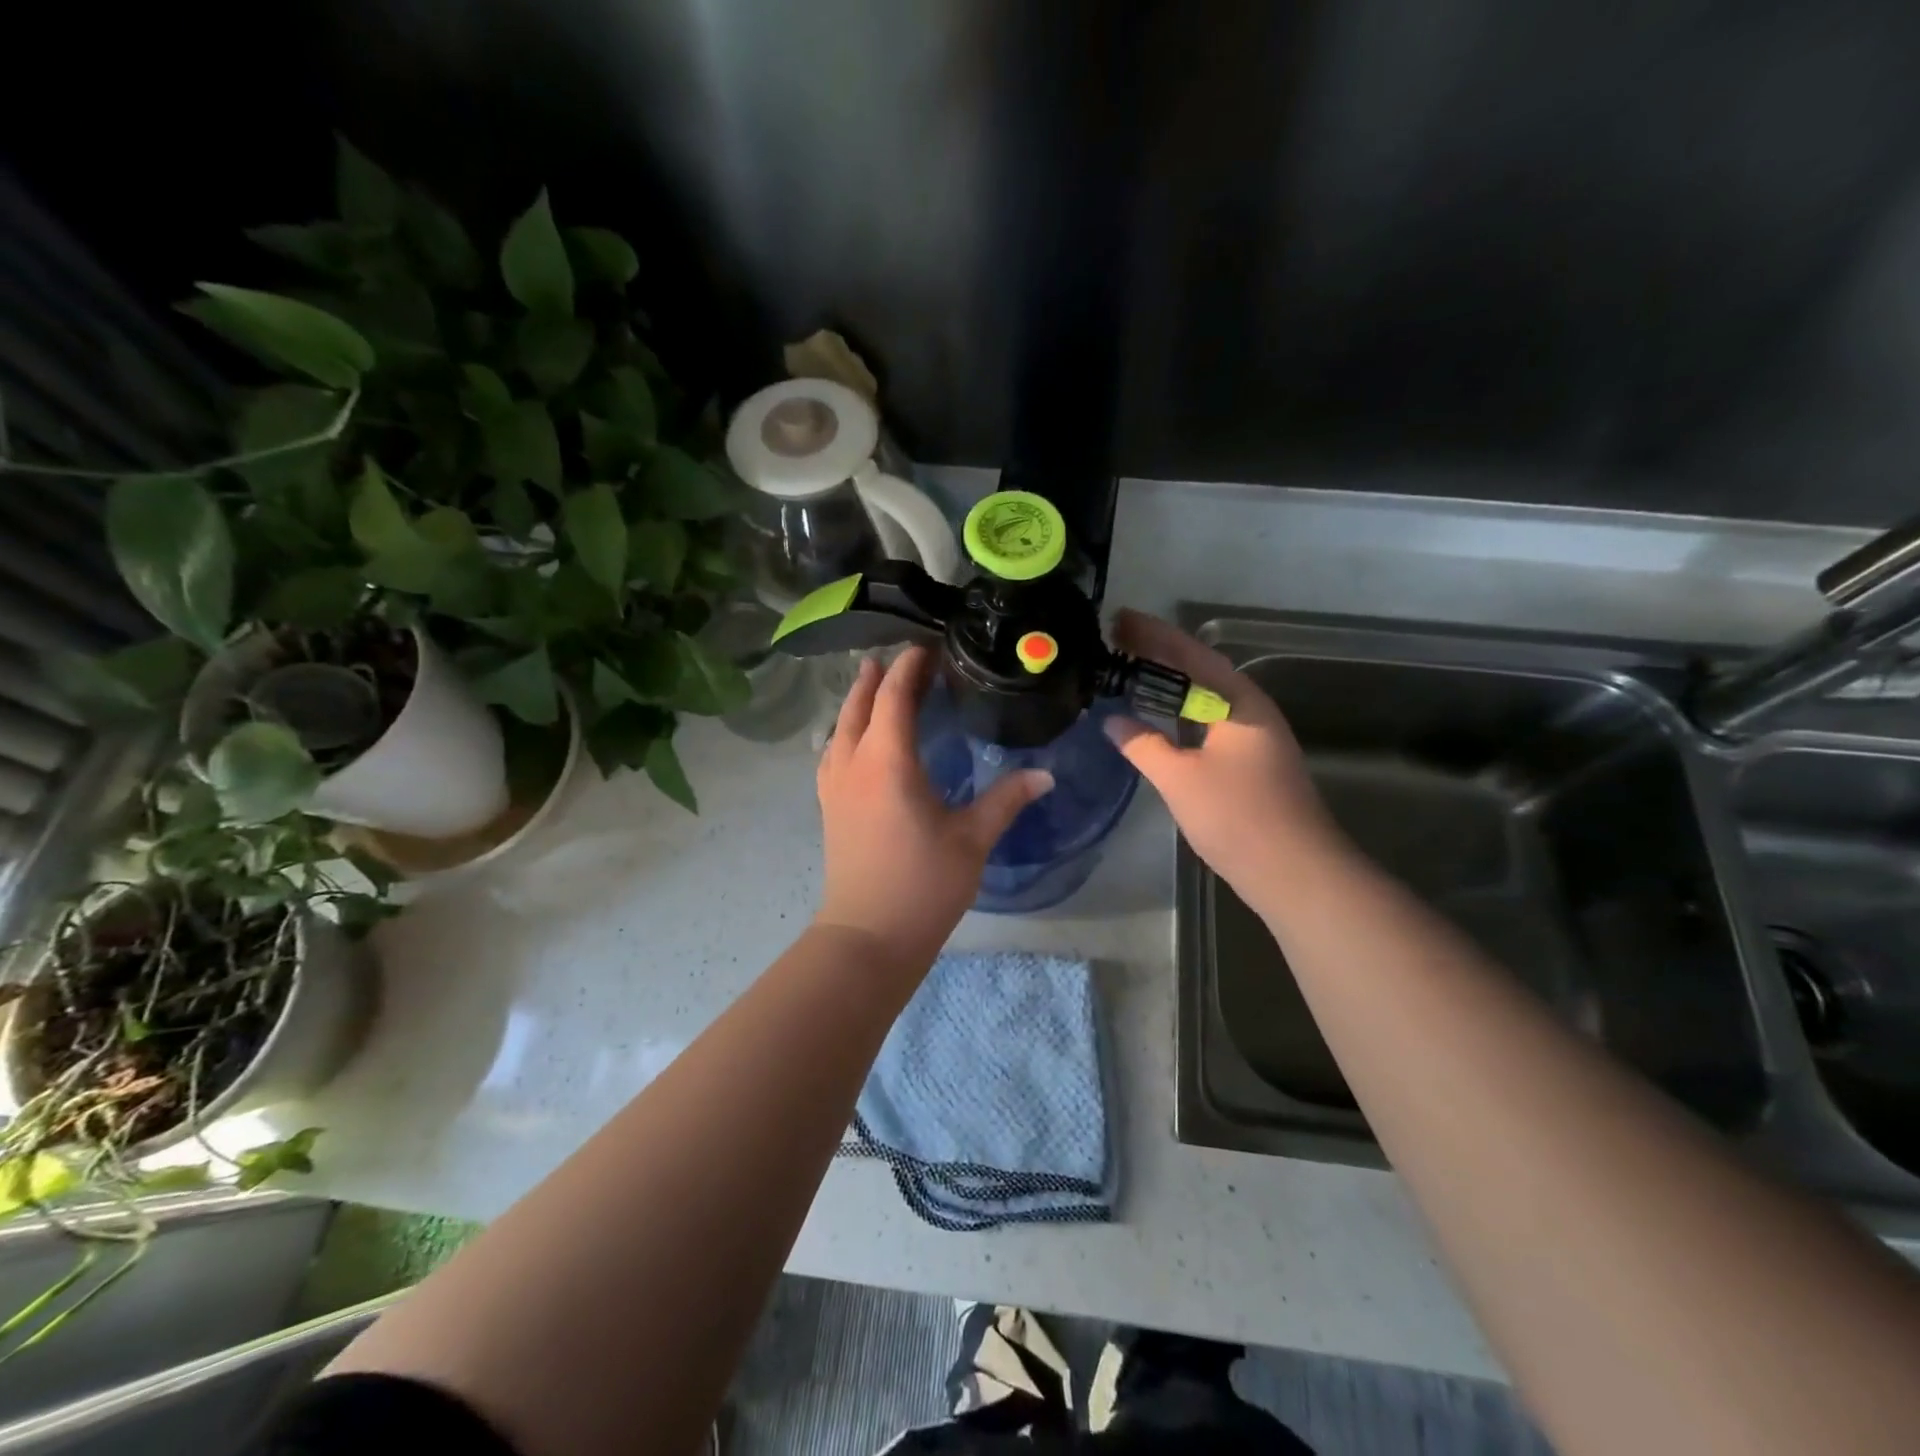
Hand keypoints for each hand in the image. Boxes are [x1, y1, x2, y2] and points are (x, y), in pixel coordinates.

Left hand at [814, 647, 1052, 969]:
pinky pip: (832, 755)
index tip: (925, 649)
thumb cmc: (922, 884)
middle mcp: (853, 765)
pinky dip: (844, 734)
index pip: (893, 698)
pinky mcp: (829, 809)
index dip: (908, 669)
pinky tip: (853, 744)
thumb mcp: (972, 839)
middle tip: (894, 659)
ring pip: (839, 730)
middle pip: (858, 707)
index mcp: (887, 761)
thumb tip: (1045, 774)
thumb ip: (1006, 800)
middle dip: (875, 679)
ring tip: (870, 688)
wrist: (868, 936)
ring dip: (855, 704)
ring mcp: (835, 788)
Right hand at [1104, 610, 1345, 913]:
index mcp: (1239, 703)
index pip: (1191, 655)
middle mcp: (1249, 711)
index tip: (1119, 619)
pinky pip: (1206, 723)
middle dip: (1159, 654)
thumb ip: (1143, 745)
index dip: (1153, 635)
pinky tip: (1156, 720)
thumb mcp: (1180, 778)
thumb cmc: (1237, 816)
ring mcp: (1252, 738)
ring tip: (1129, 671)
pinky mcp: (1248, 763)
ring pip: (1204, 699)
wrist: (1294, 871)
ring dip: (1169, 684)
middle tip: (1116, 639)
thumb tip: (1113, 720)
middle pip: (1199, 671)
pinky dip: (1178, 714)